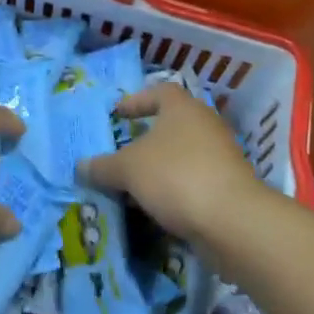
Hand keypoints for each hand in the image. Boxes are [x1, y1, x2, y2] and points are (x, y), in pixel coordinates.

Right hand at [79, 82, 260, 243]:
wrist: (233, 222)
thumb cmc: (176, 176)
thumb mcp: (128, 169)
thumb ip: (103, 167)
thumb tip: (80, 167)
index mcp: (182, 107)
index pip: (158, 91)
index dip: (136, 101)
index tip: (118, 115)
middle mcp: (204, 124)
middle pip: (171, 124)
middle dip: (147, 139)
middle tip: (123, 152)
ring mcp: (221, 156)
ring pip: (183, 155)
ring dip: (160, 168)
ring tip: (135, 185)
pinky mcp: (230, 187)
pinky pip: (194, 181)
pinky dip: (176, 190)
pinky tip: (158, 207)